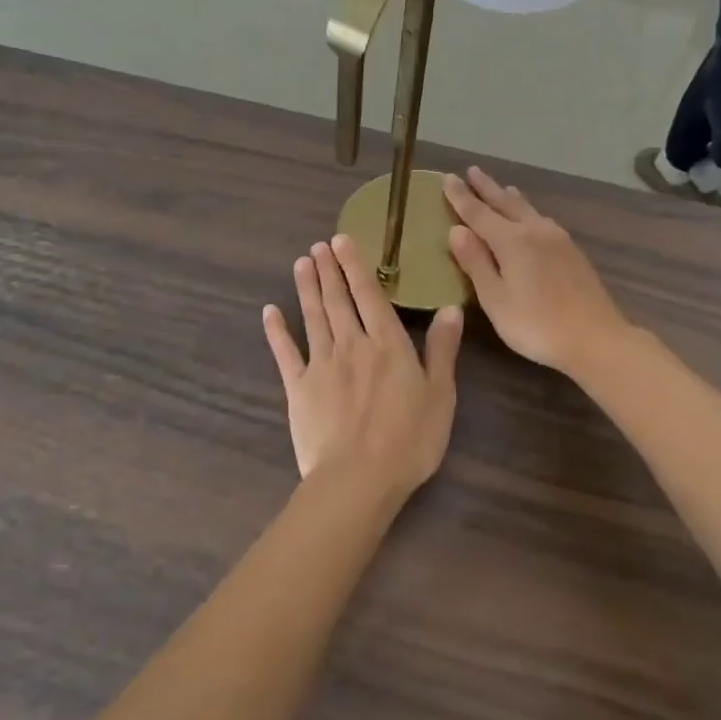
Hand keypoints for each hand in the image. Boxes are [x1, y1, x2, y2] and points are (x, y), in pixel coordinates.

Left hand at [262, 236, 462, 500]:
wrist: (358, 479)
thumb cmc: (409, 439)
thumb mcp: (440, 394)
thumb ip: (442, 348)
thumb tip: (451, 307)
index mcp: (387, 344)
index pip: (369, 295)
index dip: (355, 266)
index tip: (342, 240)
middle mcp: (352, 344)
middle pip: (338, 300)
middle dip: (329, 270)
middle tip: (319, 245)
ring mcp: (321, 364)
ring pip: (313, 317)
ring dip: (307, 288)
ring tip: (302, 263)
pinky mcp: (298, 387)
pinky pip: (285, 353)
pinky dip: (277, 331)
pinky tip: (270, 311)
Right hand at [443, 168, 630, 375]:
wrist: (596, 338)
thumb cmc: (537, 324)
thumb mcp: (495, 299)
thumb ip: (476, 262)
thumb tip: (456, 230)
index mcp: (512, 240)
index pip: (478, 212)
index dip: (460, 196)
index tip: (447, 177)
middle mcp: (535, 231)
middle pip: (506, 202)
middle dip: (487, 187)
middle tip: (472, 171)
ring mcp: (558, 239)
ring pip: (528, 209)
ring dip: (510, 197)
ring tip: (503, 186)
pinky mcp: (572, 251)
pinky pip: (541, 220)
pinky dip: (528, 211)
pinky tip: (532, 218)